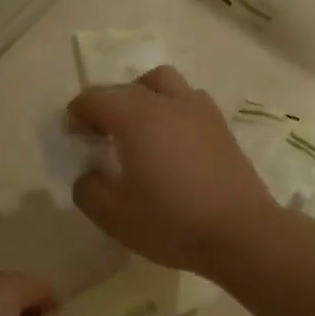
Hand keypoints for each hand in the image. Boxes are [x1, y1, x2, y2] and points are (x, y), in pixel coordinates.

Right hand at [67, 66, 281, 277]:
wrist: (240, 232)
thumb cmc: (172, 222)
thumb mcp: (114, 216)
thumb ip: (89, 190)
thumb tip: (88, 175)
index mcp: (135, 118)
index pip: (95, 98)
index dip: (77, 113)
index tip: (73, 135)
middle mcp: (166, 103)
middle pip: (127, 87)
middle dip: (107, 104)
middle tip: (100, 134)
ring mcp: (198, 110)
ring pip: (163, 82)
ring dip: (143, 96)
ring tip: (139, 127)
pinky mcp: (220, 125)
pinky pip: (188, 99)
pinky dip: (171, 108)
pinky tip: (172, 140)